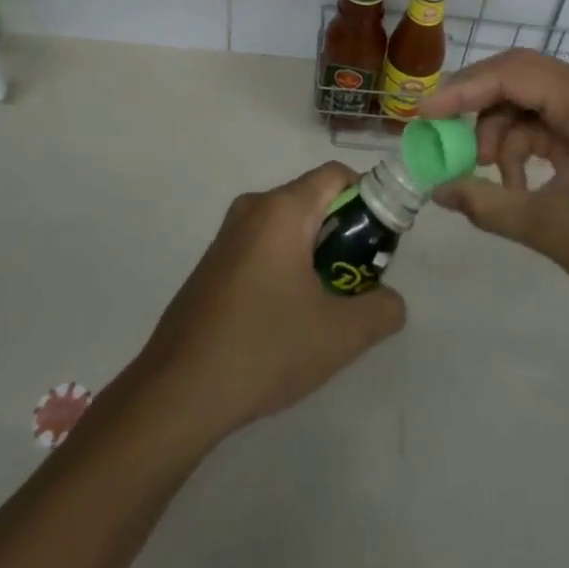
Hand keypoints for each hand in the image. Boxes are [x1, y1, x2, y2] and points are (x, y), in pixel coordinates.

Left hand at [132, 163, 404, 441]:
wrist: (178, 392)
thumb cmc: (264, 348)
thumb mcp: (340, 335)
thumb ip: (382, 310)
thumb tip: (390, 300)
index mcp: (282, 210)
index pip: (337, 175)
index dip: (369, 199)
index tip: (379, 243)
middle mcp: (253, 208)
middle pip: (313, 200)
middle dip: (344, 234)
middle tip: (357, 282)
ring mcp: (228, 235)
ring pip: (288, 227)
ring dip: (315, 254)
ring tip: (325, 307)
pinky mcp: (213, 263)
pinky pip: (264, 246)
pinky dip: (286, 267)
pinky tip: (286, 320)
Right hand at [417, 51, 568, 335]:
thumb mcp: (551, 228)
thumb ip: (487, 204)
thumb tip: (437, 191)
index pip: (514, 73)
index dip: (463, 89)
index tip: (423, 114)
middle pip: (523, 81)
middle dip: (480, 110)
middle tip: (446, 142)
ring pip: (537, 106)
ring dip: (505, 137)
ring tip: (491, 182)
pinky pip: (556, 129)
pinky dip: (530, 152)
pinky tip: (519, 187)